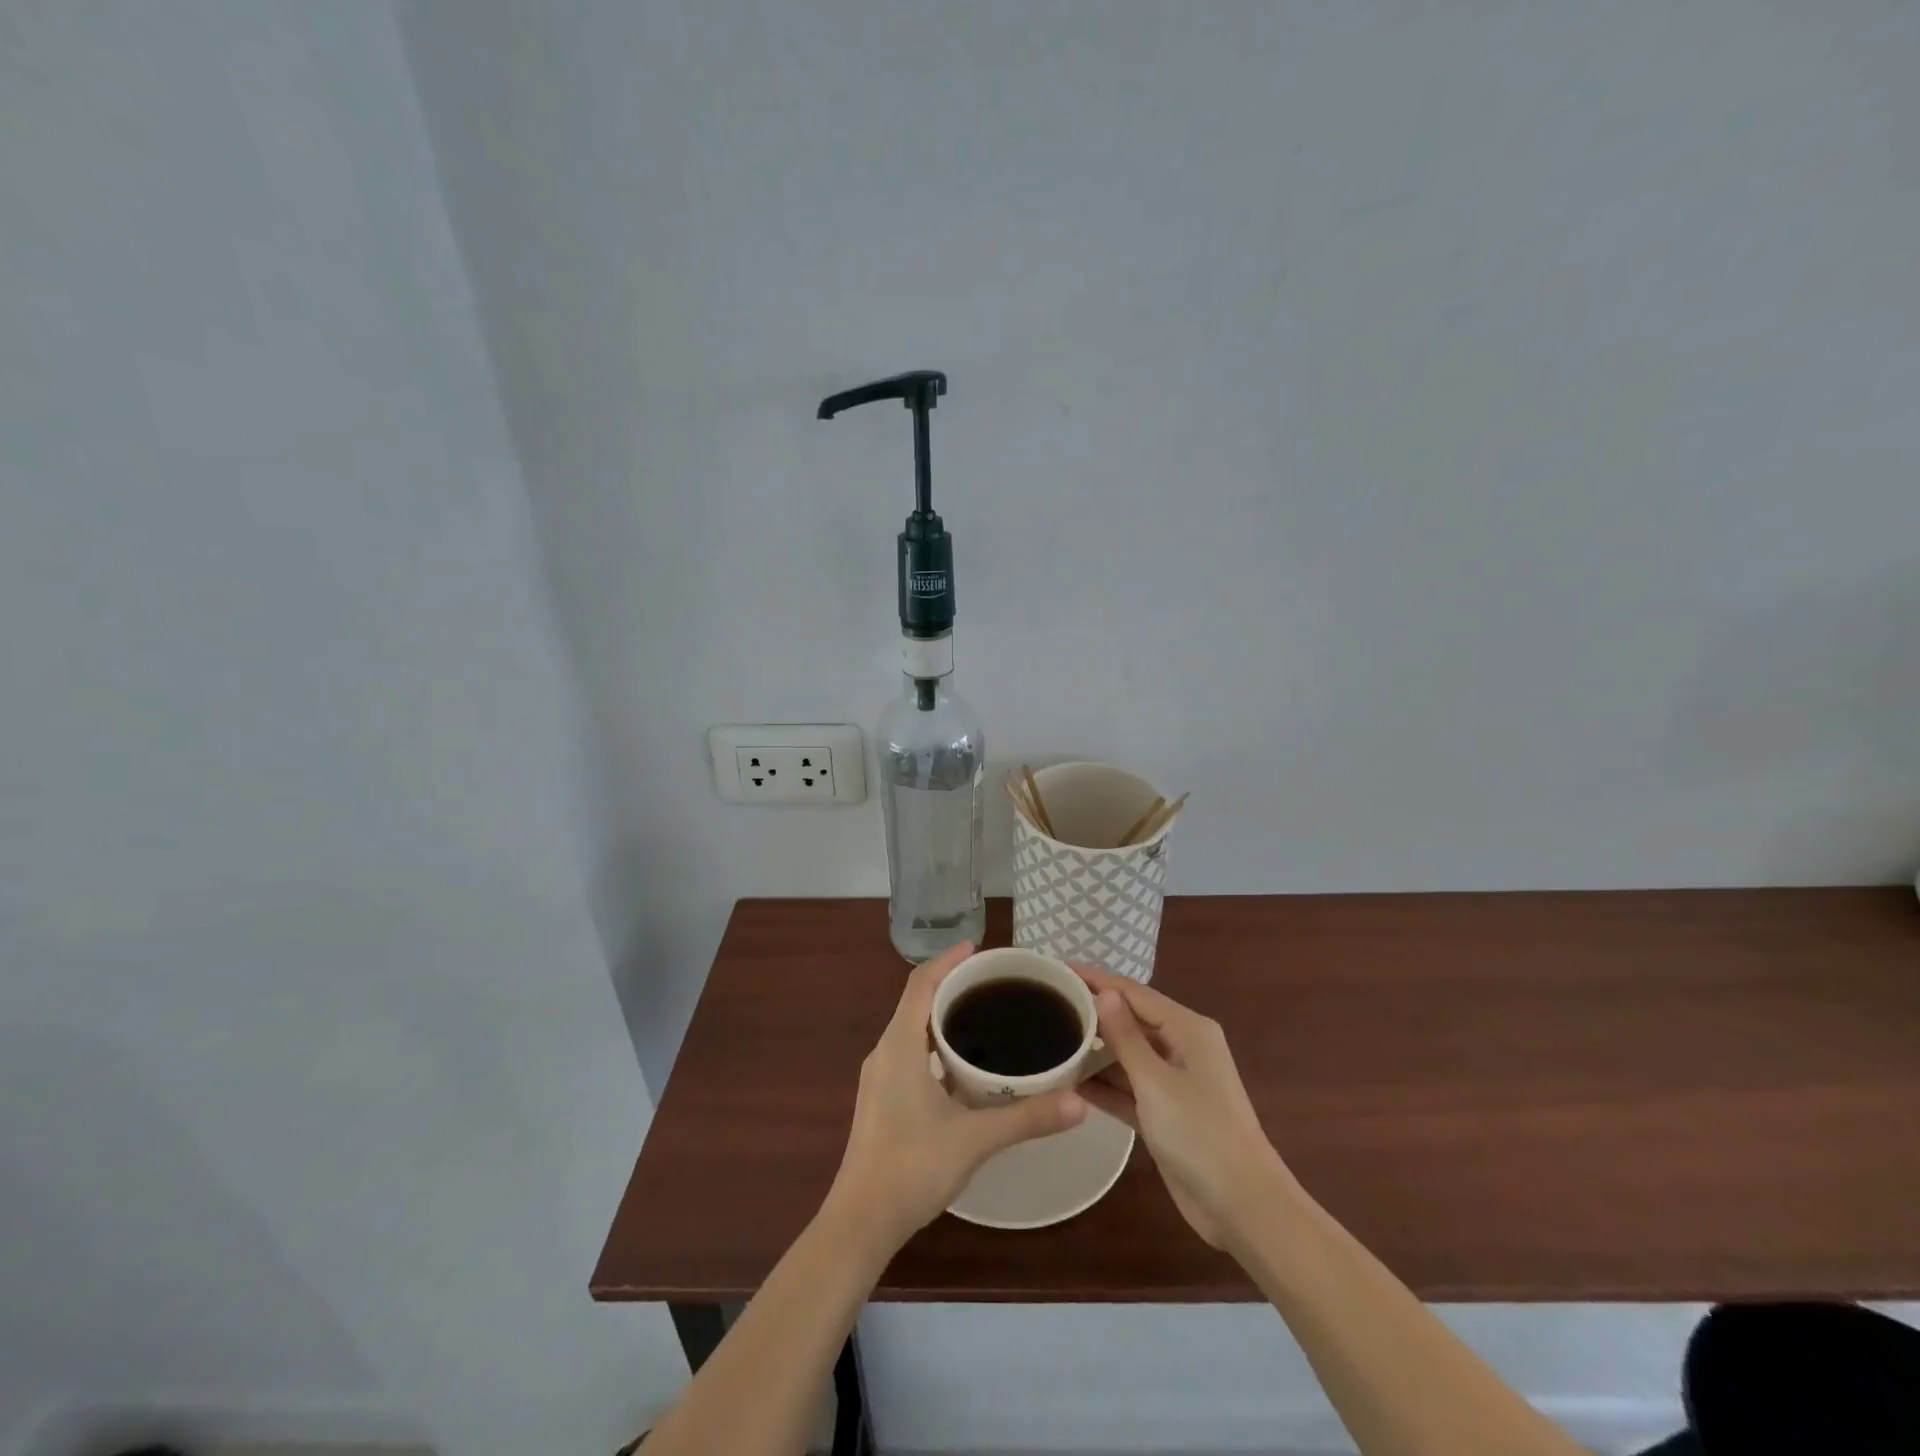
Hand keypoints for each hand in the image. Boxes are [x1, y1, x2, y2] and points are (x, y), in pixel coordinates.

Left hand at [830, 942, 1086, 1246]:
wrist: (860, 1222)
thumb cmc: (912, 1168)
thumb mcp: (975, 1139)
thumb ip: (1027, 1117)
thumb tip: (1079, 1102)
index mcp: (899, 1045)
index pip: (921, 984)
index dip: (947, 960)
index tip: (978, 948)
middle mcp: (885, 1052)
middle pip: (916, 1002)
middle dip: (951, 985)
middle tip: (993, 983)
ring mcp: (879, 1078)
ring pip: (912, 1030)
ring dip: (942, 1017)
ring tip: (984, 1017)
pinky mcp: (881, 1100)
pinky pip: (909, 1054)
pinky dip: (935, 1045)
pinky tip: (964, 1067)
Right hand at [1072, 964, 1294, 1247]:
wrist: (1243, 1206)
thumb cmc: (1200, 1133)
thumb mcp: (1156, 1081)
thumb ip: (1126, 1036)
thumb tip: (1105, 992)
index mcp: (1187, 1028)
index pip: (1134, 992)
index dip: (1097, 979)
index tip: (1059, 970)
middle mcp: (1182, 1047)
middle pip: (1130, 1020)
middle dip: (1093, 1014)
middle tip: (1048, 1006)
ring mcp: (1175, 1082)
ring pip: (1127, 1055)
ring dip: (1095, 1052)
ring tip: (1051, 1042)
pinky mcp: (1166, 1113)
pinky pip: (1130, 1087)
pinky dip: (1105, 1085)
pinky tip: (1069, 1083)